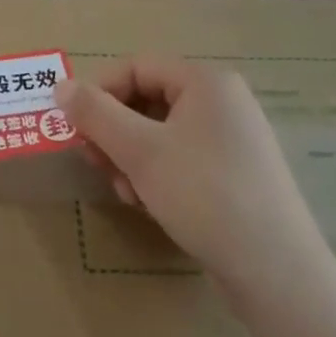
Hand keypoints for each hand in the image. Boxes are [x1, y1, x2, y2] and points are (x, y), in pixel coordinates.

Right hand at [54, 58, 332, 307]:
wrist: (274, 269)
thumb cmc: (204, 194)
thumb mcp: (139, 151)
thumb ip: (95, 114)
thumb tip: (60, 85)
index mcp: (206, 82)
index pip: (136, 66)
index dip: (100, 93)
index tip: (76, 129)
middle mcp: (223, 102)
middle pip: (147, 100)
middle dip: (114, 132)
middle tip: (96, 165)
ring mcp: (232, 139)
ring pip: (159, 133)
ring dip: (130, 158)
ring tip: (127, 193)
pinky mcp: (234, 173)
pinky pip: (180, 158)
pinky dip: (156, 175)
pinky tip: (150, 205)